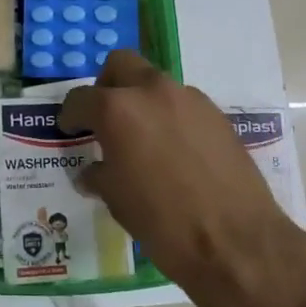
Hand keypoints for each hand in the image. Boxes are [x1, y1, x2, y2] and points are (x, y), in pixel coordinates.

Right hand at [62, 51, 305, 306]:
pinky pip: (183, 105)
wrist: (235, 241)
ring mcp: (190, 99)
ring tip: (142, 140)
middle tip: (105, 119)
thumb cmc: (162, 222)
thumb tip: (93, 171)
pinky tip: (174, 153)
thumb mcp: (117, 200)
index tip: (70, 130)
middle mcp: (153, 91)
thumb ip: (99, 174)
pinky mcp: (217, 115)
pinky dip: (171, 118)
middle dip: (107, 86)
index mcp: (118, 109)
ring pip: (155, 83)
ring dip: (142, 102)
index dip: (71, 115)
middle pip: (121, 65)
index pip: (81, 99)